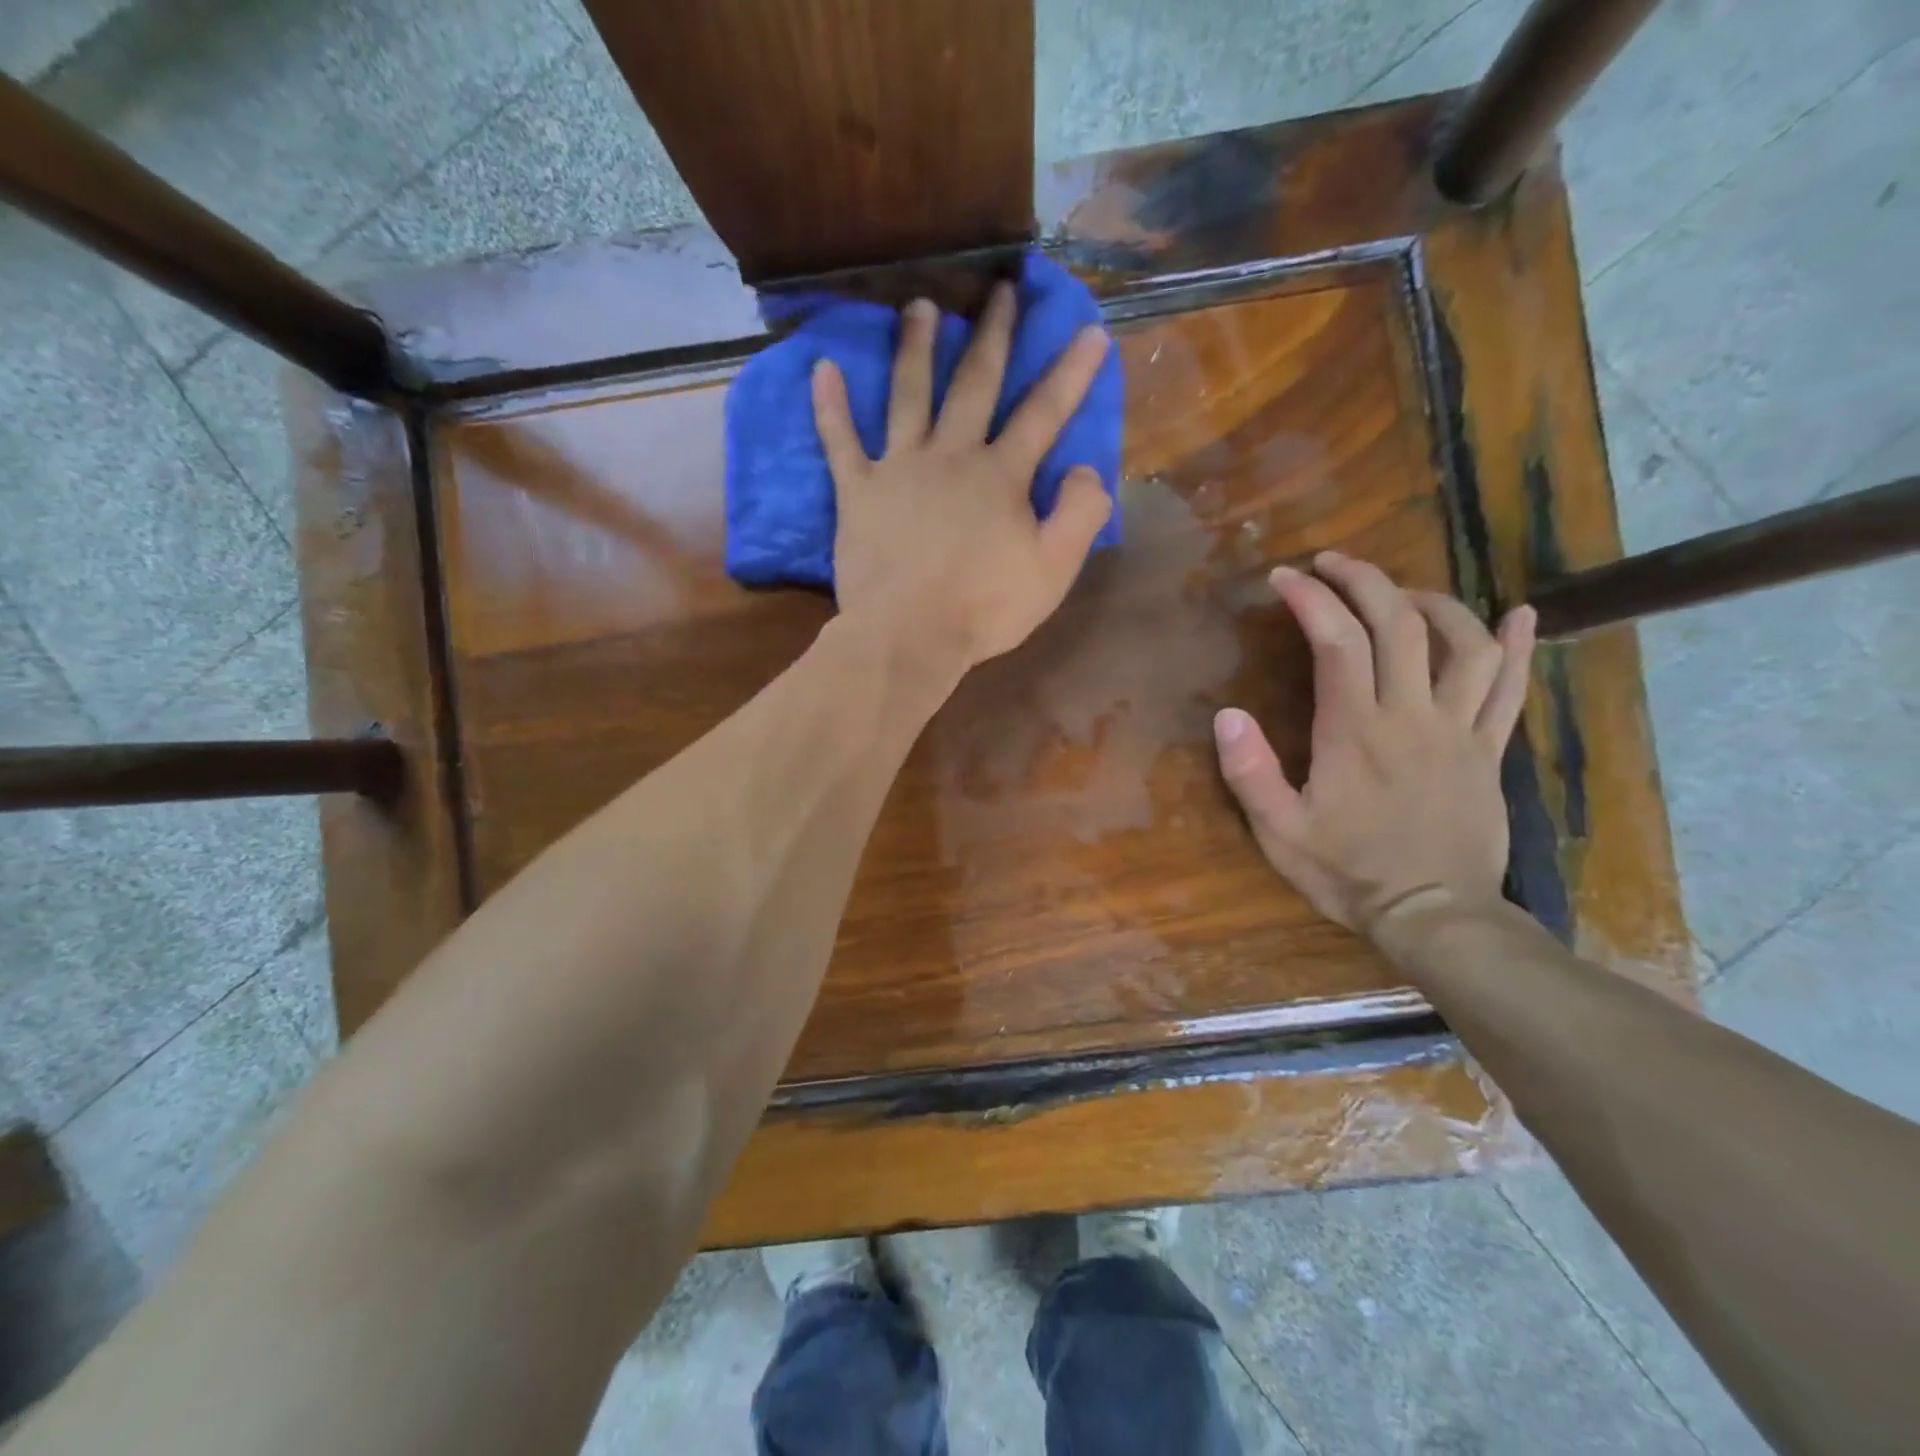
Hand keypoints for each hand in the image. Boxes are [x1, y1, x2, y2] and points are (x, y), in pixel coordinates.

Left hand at [812, 284, 1112, 670]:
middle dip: (993, 335)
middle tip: (1001, 289)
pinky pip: (839, 442)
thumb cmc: (983, 609)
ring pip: (908, 395)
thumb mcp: (1053, 571)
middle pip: (974, 384)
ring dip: (915, 348)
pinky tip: (822, 368)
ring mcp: (899, 469)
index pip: (1044, 414)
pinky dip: (830, 406)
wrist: (908, 637)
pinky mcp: (857, 492)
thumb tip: (1085, 467)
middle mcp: (951, 456)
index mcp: (1000, 477)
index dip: (1071, 373)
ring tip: (919, 306)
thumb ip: (1080, 515)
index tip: (1090, 329)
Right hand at [1213, 553, 1536, 937]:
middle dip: (1364, 581)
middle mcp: (1411, 717)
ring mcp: (1459, 730)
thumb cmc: (1349, 873)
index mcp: (1356, 732)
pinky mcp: (1488, 750)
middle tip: (1332, 562)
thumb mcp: (1280, 832)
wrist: (1435, 916)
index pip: (1337, 643)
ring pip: (1463, 643)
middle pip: (1399, 625)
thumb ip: (1251, 773)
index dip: (1311, 600)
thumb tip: (1227, 714)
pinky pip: (1510, 689)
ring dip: (1431, 603)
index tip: (1284, 578)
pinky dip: (1517, 646)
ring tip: (1399, 591)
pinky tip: (1520, 614)